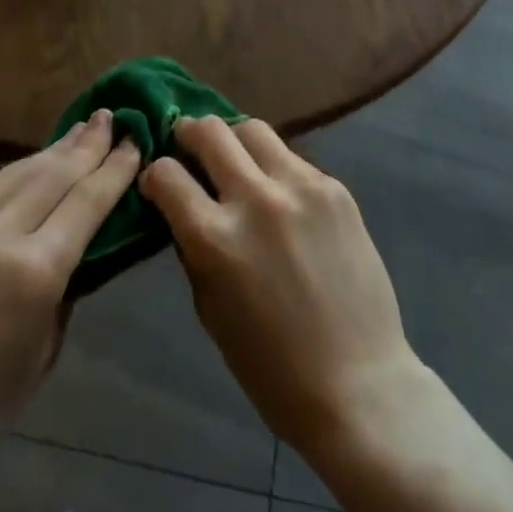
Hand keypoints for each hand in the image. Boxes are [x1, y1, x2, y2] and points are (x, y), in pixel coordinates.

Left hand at [0, 110, 140, 490]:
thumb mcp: (44, 349)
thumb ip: (65, 285)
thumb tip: (80, 240)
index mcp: (34, 272)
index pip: (87, 202)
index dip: (114, 168)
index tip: (133, 140)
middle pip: (54, 175)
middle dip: (86, 144)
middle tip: (109, 117)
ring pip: (16, 173)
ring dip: (52, 150)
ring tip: (77, 130)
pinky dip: (13, 176)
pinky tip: (29, 167)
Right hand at [140, 117, 420, 455]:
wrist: (357, 382)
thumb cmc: (270, 365)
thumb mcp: (210, 308)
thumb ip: (194, 246)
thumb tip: (182, 205)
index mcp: (216, 238)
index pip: (166, 174)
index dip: (154, 174)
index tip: (158, 182)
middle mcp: (256, 199)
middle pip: (210, 131)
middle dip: (188, 133)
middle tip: (188, 145)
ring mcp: (300, 187)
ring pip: (253, 129)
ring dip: (233, 139)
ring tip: (234, 159)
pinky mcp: (334, 188)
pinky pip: (292, 158)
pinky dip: (274, 166)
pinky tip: (279, 193)